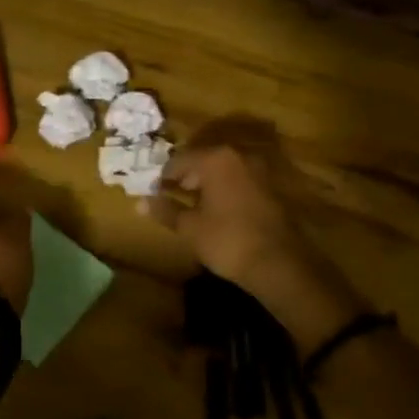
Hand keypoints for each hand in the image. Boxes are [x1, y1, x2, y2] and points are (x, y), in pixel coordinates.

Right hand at [147, 118, 367, 348]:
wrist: (279, 263)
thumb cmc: (227, 240)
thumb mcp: (190, 227)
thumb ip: (165, 210)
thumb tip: (140, 202)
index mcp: (215, 159)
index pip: (179, 159)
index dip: (164, 176)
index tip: (154, 191)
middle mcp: (238, 155)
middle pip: (203, 159)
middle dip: (186, 175)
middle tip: (172, 194)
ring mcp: (258, 169)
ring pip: (223, 168)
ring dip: (207, 181)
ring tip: (193, 203)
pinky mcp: (271, 185)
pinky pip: (239, 179)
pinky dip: (225, 188)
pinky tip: (218, 208)